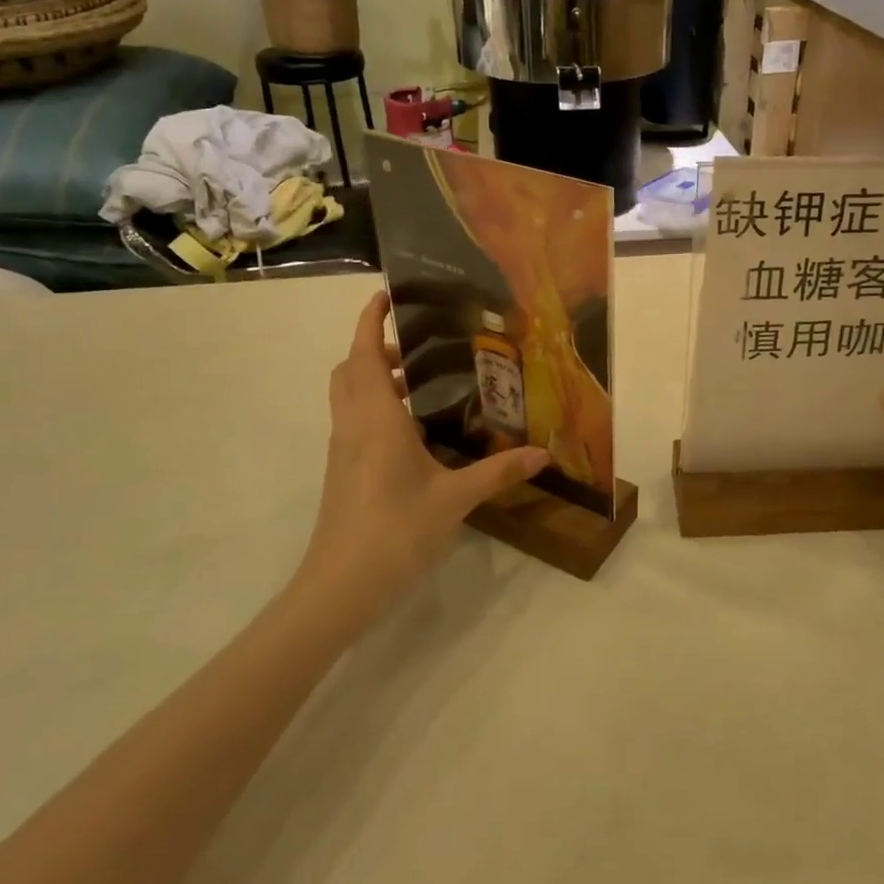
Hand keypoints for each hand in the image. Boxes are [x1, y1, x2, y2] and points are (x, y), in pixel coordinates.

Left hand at [298, 292, 547, 621]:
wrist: (340, 588)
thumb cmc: (395, 532)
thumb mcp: (455, 499)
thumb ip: (499, 472)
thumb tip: (543, 454)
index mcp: (376, 419)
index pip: (364, 353)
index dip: (370, 321)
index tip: (385, 295)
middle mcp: (354, 425)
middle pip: (351, 369)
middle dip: (376, 347)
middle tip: (419, 346)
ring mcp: (344, 450)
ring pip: (349, 395)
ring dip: (375, 376)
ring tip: (422, 382)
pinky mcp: (344, 471)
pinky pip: (355, 420)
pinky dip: (376, 405)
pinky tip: (414, 429)